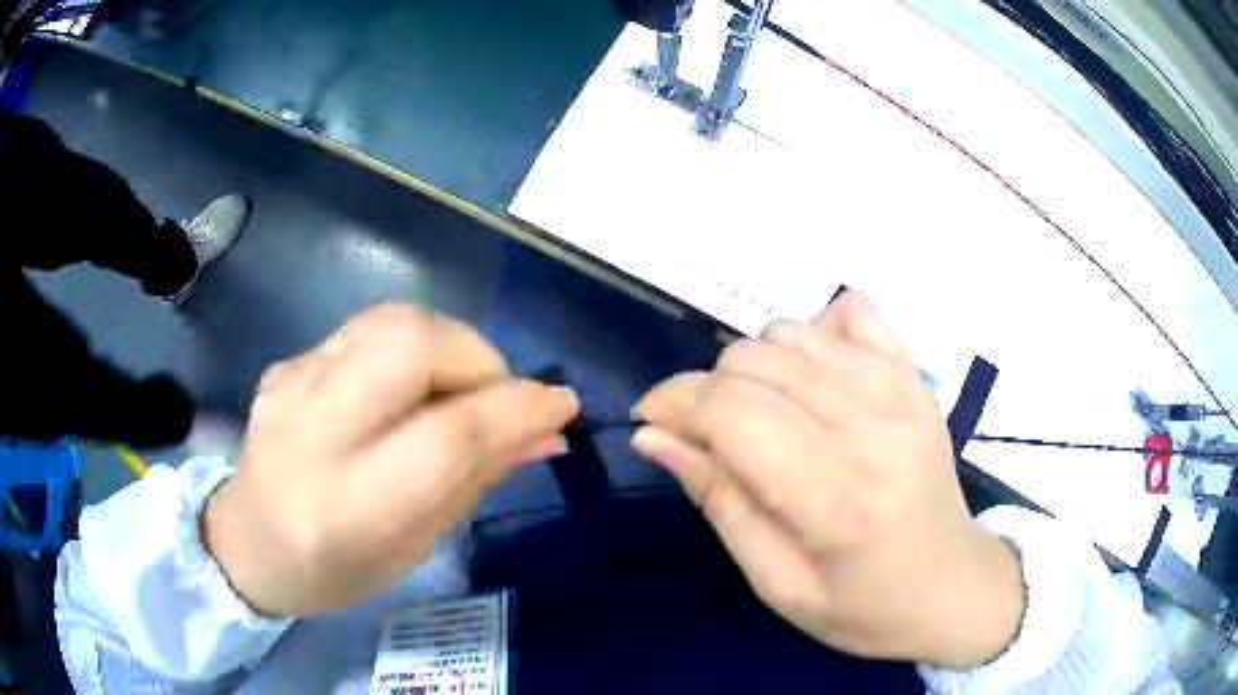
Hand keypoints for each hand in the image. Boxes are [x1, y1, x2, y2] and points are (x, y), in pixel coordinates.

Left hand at [202, 304, 579, 616]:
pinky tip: (398, 392)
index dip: (517, 410)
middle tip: (495, 396)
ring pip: (390, 320)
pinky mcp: (285, 363)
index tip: (562, 406)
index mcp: (350, 507)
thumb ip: (476, 480)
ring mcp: (291, 385)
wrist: (245, 542)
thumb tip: (546, 433)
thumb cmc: (334, 570)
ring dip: (446, 345)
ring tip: (452, 390)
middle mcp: (313, 432)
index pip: (449, 436)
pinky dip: (405, 351)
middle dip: (477, 358)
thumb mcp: (413, 547)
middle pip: (413, 344)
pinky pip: (364, 331)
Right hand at [633, 292, 1023, 667]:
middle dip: (707, 391)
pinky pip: (849, 312)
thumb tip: (654, 437)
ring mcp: (900, 389)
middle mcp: (870, 424)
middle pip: (753, 361)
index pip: (731, 412)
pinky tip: (813, 380)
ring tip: (760, 414)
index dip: (674, 404)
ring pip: (790, 332)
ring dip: (753, 367)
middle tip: (708, 437)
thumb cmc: (862, 606)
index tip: (653, 423)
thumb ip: (718, 502)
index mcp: (835, 495)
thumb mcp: (777, 583)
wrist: (951, 585)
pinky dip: (813, 334)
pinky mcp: (914, 375)